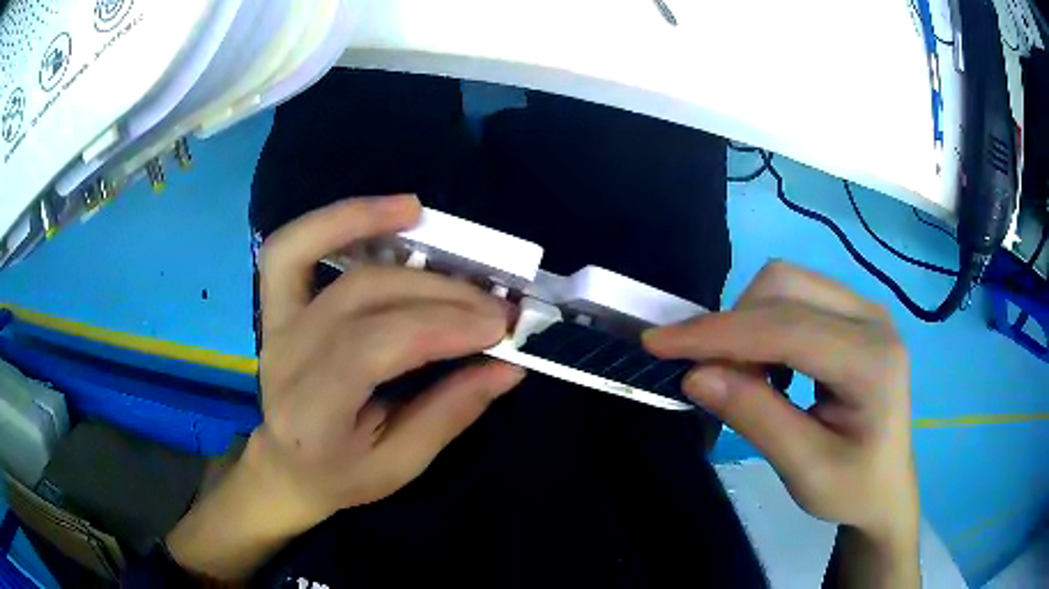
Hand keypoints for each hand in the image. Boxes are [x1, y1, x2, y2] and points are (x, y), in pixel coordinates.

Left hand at [167, 195, 522, 580]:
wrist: (286, 466)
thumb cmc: (342, 476)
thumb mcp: (400, 466)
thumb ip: (449, 413)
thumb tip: (508, 366)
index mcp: (311, 415)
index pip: (371, 350)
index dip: (438, 327)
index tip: (498, 327)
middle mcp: (283, 360)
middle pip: (359, 298)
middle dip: (436, 293)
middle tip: (496, 303)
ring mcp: (273, 326)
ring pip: (311, 253)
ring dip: (367, 223)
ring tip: (423, 215)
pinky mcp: (274, 306)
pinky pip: (292, 248)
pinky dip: (333, 221)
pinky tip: (383, 212)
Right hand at [644, 261, 917, 545]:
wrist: (886, 486)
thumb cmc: (852, 488)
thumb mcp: (804, 469)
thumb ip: (756, 418)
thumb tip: (695, 375)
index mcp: (873, 360)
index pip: (786, 328)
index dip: (718, 333)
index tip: (658, 344)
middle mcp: (872, 317)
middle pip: (785, 286)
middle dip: (732, 325)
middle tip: (711, 377)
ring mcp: (864, 308)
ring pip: (787, 282)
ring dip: (747, 323)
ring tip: (743, 376)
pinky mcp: (852, 312)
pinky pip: (796, 295)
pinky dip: (764, 324)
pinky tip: (770, 366)